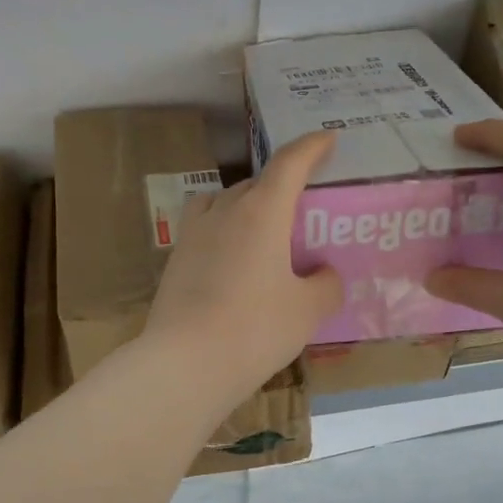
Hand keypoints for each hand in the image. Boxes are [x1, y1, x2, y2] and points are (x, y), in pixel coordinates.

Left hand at [143, 130, 343, 408]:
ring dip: (244, 204)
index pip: (289, 163)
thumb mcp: (307, 311)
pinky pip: (203, 228)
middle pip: (255, 182)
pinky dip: (222, 231)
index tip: (328, 139)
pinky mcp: (174, 261)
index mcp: (262, 212)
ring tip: (260, 229)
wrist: (186, 363)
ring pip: (222, 201)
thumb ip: (326, 285)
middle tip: (301, 209)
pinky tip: (231, 260)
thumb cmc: (255, 329)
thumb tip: (324, 274)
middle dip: (281, 186)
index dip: (312, 147)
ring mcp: (193, 235)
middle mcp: (224, 212)